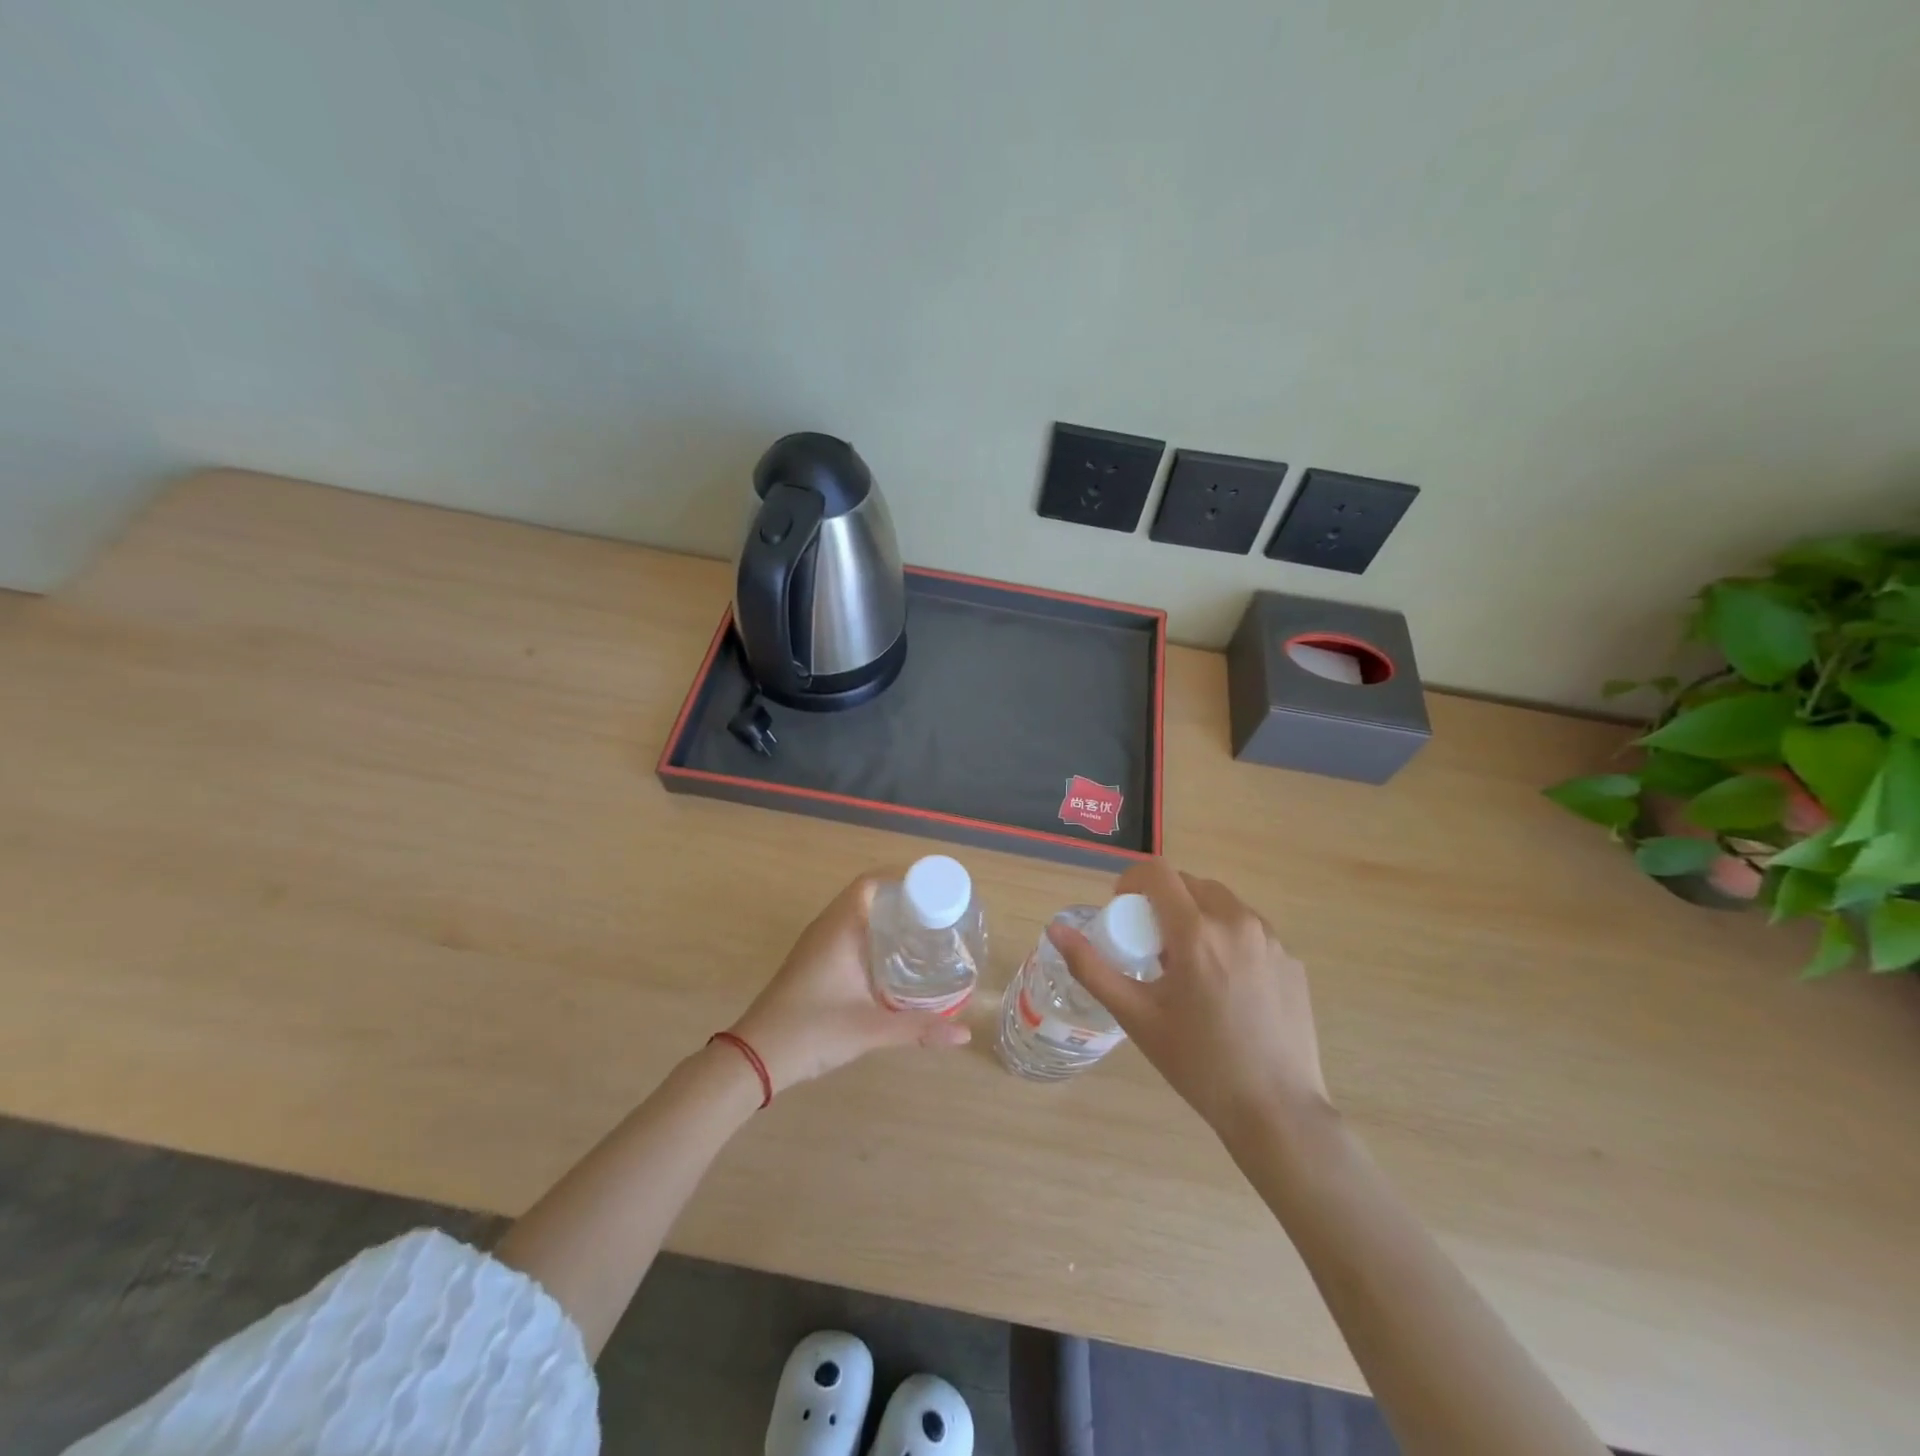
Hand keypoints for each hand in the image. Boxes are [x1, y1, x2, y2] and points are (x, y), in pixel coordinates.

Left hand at [728, 870, 970, 1094]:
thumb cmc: (812, 1031)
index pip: (871, 882)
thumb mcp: (871, 1030)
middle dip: (902, 901)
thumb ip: (919, 1029)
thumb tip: (964, 1033)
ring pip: (856, 916)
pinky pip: (848, 933)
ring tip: (923, 933)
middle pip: (868, 896)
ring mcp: (817, 944)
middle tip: (938, 915)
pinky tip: (893, 960)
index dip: (902, 879)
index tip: (935, 891)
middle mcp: (827, 927)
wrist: (755, 1057)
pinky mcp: (813, 962)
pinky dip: (872, 936)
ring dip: (886, 919)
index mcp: (840, 928)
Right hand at [1047, 861, 1329, 1140]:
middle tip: (1153, 945)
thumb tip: (1055, 929)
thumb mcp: (1136, 1016)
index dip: (1132, 880)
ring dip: (1197, 916)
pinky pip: (1250, 930)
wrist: (1277, 1110)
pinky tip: (1225, 986)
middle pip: (1190, 884)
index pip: (1157, 872)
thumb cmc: (1198, 1064)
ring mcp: (1272, 940)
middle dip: (1164, 901)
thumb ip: (1092, 967)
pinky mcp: (1292, 960)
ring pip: (1223, 903)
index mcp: (1196, 932)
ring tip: (1190, 966)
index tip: (1123, 910)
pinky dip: (1228, 938)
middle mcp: (1238, 922)